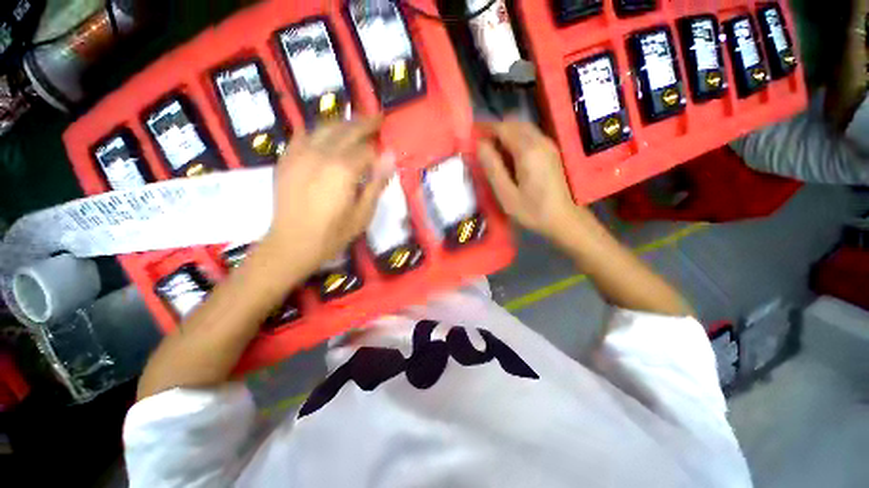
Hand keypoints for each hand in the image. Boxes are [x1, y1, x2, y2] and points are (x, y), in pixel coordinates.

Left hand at [263, 118, 389, 274]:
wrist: (292, 244)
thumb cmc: (333, 234)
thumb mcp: (363, 213)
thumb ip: (377, 183)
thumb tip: (391, 157)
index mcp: (343, 170)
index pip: (367, 149)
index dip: (379, 147)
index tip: (387, 144)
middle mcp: (322, 154)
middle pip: (347, 130)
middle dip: (365, 123)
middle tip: (377, 118)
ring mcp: (300, 154)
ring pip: (325, 128)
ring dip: (343, 123)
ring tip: (355, 122)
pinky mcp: (286, 159)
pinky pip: (303, 135)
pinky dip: (316, 130)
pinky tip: (324, 132)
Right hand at [477, 120, 582, 243]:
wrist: (564, 219)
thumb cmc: (532, 211)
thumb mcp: (506, 194)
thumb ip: (492, 167)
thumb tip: (480, 145)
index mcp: (528, 151)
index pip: (503, 127)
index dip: (485, 128)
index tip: (471, 134)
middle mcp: (540, 141)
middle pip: (514, 123)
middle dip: (495, 130)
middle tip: (480, 146)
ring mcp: (548, 145)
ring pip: (523, 128)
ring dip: (505, 134)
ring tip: (492, 152)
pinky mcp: (551, 151)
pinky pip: (530, 136)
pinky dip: (516, 139)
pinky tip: (509, 157)